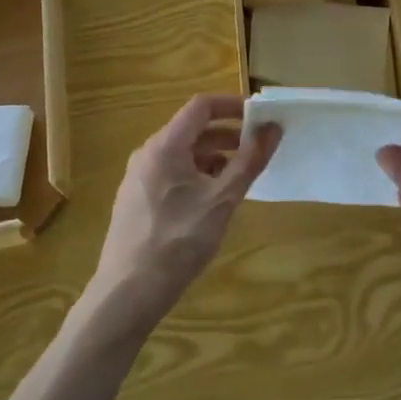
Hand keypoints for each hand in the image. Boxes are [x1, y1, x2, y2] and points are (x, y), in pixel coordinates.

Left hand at [92, 94, 279, 327]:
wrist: (127, 293)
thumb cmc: (178, 241)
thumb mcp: (221, 201)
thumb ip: (249, 162)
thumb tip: (273, 129)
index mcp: (165, 146)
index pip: (201, 106)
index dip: (232, 106)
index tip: (260, 117)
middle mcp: (148, 153)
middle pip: (192, 129)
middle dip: (228, 134)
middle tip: (258, 149)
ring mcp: (138, 177)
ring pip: (182, 153)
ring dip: (214, 156)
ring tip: (240, 176)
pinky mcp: (137, 200)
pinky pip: (171, 173)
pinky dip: (197, 174)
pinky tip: (212, 199)